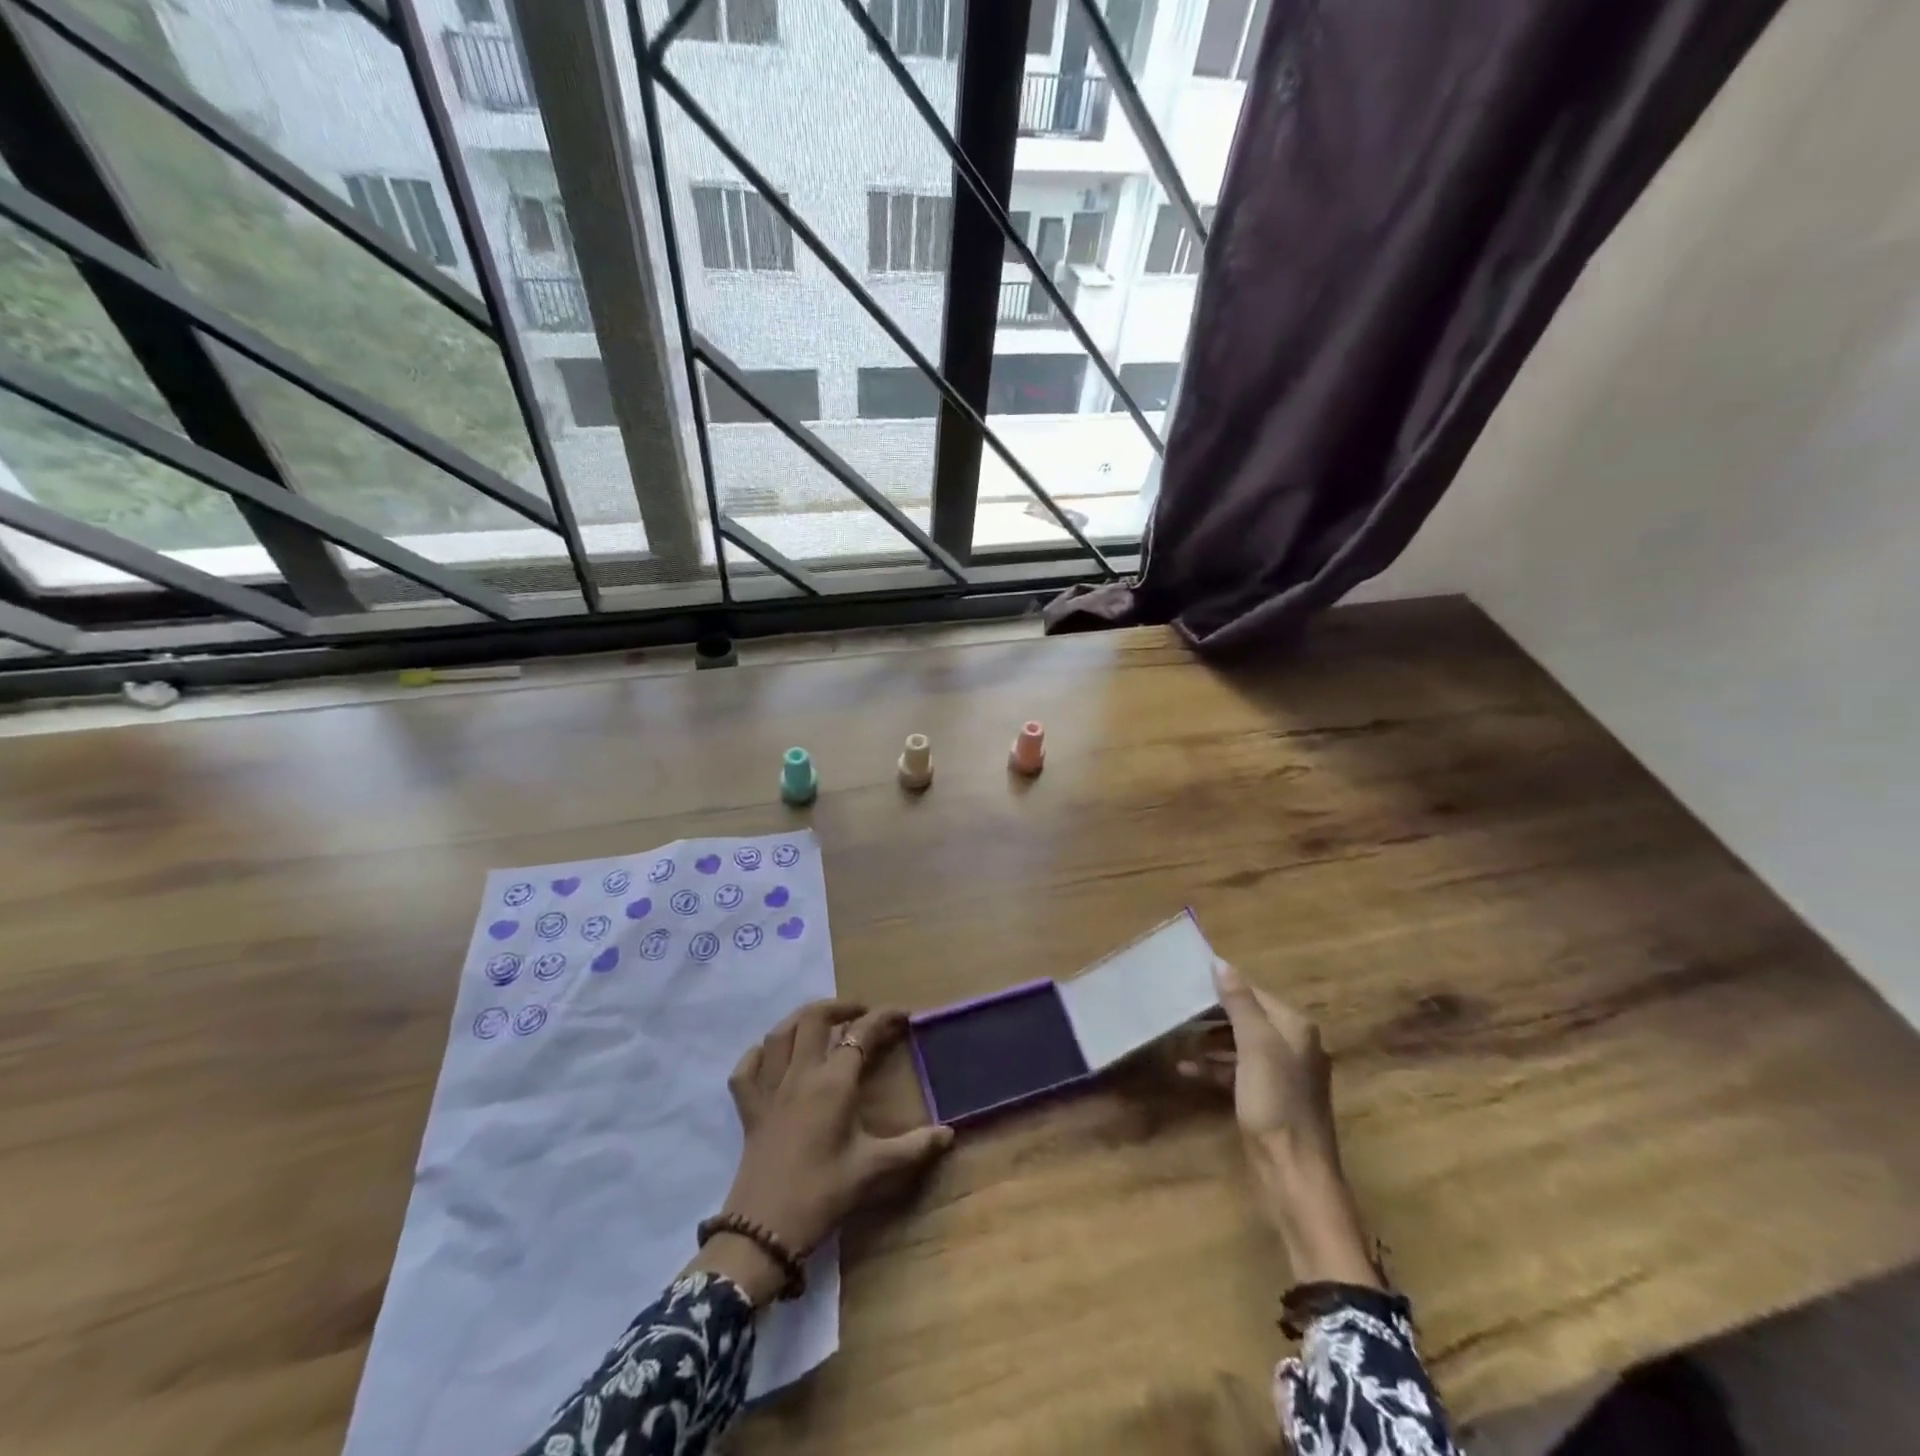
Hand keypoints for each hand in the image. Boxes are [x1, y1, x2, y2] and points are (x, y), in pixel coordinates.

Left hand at [696, 999, 953, 1302]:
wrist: (764, 1231)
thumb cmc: (823, 1193)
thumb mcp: (874, 1170)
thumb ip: (913, 1148)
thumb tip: (949, 1134)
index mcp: (834, 1082)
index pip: (861, 1033)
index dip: (883, 1018)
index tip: (903, 1015)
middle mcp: (801, 1074)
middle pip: (815, 1018)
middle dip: (840, 1006)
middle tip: (861, 1013)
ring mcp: (770, 1089)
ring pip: (779, 1034)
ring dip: (801, 1019)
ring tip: (820, 1021)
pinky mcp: (749, 1110)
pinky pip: (746, 1070)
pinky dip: (757, 1055)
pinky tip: (769, 1056)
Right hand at [1180, 960, 1338, 1166]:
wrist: (1294, 1174)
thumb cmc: (1275, 1103)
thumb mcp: (1255, 1047)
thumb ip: (1240, 1004)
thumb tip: (1220, 963)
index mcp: (1295, 1028)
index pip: (1254, 993)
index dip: (1222, 987)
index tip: (1187, 983)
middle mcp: (1293, 1045)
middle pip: (1247, 1018)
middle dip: (1213, 1014)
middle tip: (1177, 1009)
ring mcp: (1282, 1074)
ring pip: (1240, 1044)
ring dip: (1210, 1040)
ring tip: (1178, 1037)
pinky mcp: (1269, 1099)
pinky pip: (1237, 1071)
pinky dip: (1214, 1067)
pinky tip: (1186, 1069)